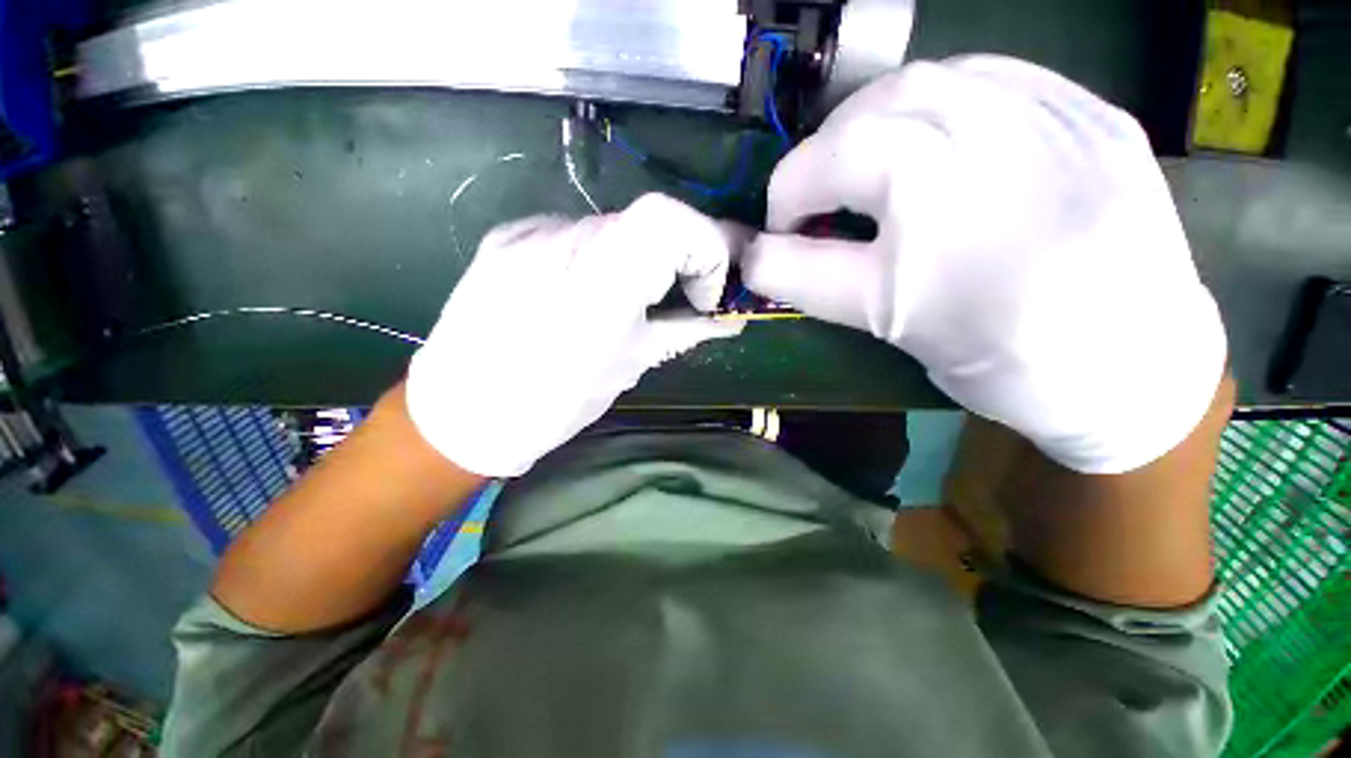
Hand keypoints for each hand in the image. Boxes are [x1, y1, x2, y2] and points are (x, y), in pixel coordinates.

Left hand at [407, 193, 742, 476]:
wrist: (459, 412)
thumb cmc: (554, 403)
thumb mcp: (630, 366)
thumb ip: (683, 331)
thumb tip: (726, 320)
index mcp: (601, 284)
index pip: (671, 220)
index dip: (706, 248)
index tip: (703, 294)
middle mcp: (563, 241)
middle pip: (648, 219)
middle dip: (680, 254)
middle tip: (684, 294)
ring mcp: (530, 232)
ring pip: (614, 227)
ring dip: (641, 256)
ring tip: (633, 299)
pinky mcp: (507, 235)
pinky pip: (575, 234)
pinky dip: (601, 256)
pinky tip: (587, 291)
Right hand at [744, 56, 1226, 473]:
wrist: (1139, 369)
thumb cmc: (1002, 358)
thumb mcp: (884, 321)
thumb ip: (804, 278)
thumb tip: (751, 256)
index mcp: (927, 183)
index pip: (815, 168)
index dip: (783, 204)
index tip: (783, 237)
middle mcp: (989, 119)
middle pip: (866, 110)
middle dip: (824, 158)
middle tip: (822, 203)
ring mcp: (1052, 103)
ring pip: (928, 80)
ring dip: (877, 125)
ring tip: (874, 173)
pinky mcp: (1092, 111)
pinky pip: (993, 80)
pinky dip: (943, 106)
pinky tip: (943, 146)